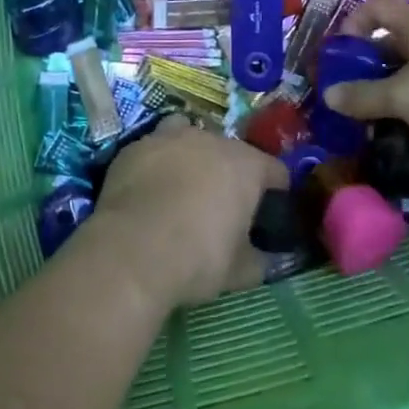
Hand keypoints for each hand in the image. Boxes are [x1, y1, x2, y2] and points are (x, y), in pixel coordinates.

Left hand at [94, 119, 289, 308]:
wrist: (132, 250)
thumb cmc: (197, 258)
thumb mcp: (238, 271)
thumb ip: (259, 260)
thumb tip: (267, 259)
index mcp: (247, 165)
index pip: (275, 171)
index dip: (276, 192)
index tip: (269, 214)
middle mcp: (212, 140)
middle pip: (230, 151)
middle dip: (229, 174)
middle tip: (221, 207)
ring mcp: (170, 137)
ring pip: (189, 137)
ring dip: (191, 157)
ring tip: (182, 188)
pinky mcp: (135, 147)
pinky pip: (154, 150)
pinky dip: (156, 166)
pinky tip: (147, 192)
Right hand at [324, 0, 408, 151]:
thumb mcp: (401, 96)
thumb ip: (364, 96)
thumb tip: (329, 95)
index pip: (377, 8)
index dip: (353, 24)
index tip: (339, 55)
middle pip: (395, 48)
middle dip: (374, 74)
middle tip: (354, 99)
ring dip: (402, 104)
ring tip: (388, 129)